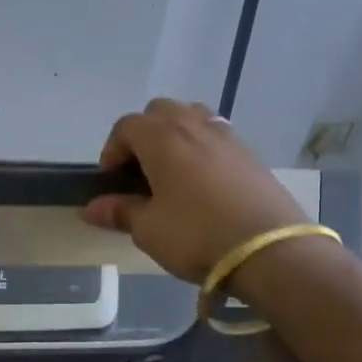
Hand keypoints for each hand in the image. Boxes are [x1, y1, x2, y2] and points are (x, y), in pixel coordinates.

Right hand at [81, 98, 306, 283]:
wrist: (269, 250)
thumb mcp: (149, 229)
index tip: (111, 181)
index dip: (112, 150)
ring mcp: (227, 136)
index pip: (126, 126)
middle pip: (160, 111)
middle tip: (140, 172)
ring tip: (172, 171)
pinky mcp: (251, 154)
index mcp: (162, 138)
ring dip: (175, 135)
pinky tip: (204, 183)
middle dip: (143, 135)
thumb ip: (120, 212)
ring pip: (192, 117)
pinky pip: (216, 136)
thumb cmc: (196, 235)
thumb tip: (92, 208)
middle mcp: (193, 126)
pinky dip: (202, 149)